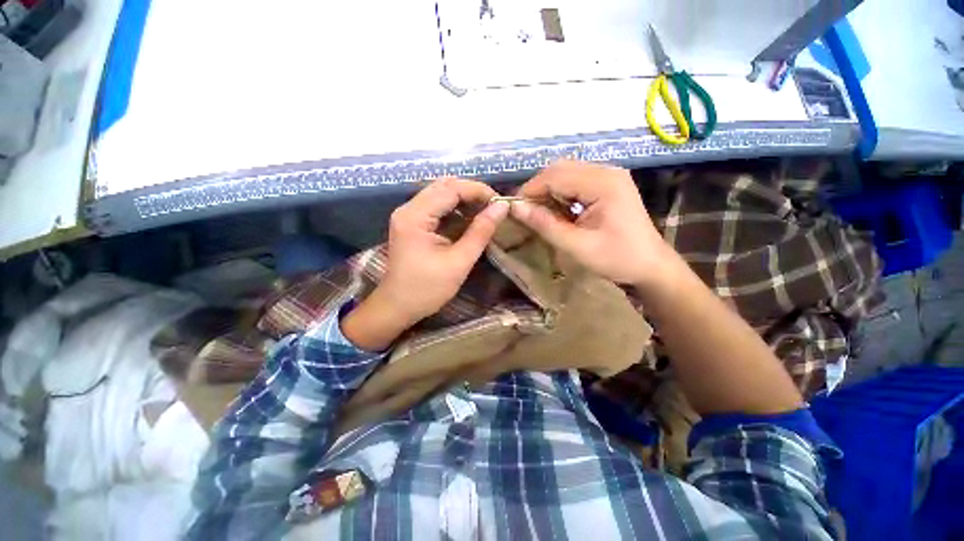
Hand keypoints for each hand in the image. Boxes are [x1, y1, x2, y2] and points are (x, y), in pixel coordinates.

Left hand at [342, 178, 508, 350]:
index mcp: (415, 216)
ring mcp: (409, 215)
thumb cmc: (427, 289)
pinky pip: (437, 207)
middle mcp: (408, 209)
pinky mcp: (412, 224)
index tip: (501, 202)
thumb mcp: (459, 262)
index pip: (451, 189)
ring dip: (464, 201)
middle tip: (494, 207)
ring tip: (486, 213)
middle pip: (444, 186)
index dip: (478, 191)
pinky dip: (456, 210)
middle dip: (472, 193)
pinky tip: (470, 221)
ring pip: (441, 194)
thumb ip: (481, 231)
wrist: (397, 307)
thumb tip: (501, 207)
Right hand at [510, 160, 675, 288]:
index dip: (530, 190)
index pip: (555, 176)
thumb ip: (546, 225)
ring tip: (538, 212)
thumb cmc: (617, 259)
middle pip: (560, 169)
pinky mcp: (608, 183)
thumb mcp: (577, 246)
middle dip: (538, 188)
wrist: (651, 265)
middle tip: (525, 212)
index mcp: (603, 183)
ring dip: (548, 190)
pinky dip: (560, 193)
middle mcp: (606, 171)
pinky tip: (557, 210)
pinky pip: (576, 180)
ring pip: (566, 172)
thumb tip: (515, 208)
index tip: (513, 210)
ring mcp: (609, 175)